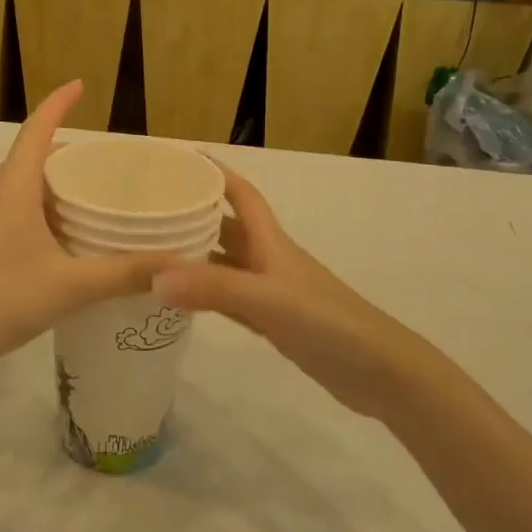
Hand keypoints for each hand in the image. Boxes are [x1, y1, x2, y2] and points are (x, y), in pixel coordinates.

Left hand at [0, 81, 182, 380]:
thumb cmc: (2, 299)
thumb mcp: (71, 286)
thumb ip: (125, 273)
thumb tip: (177, 264)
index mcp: (13, 188)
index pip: (37, 129)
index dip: (58, 103)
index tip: (80, 85)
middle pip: (31, 156)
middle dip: (66, 150)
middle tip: (105, 160)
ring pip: (22, 185)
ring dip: (53, 182)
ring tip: (91, 194)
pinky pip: (15, 209)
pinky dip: (42, 208)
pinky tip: (63, 236)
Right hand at [152, 164, 417, 420]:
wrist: (380, 372)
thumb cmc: (328, 322)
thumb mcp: (268, 300)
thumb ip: (214, 287)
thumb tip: (154, 275)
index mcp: (270, 242)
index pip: (240, 194)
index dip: (215, 172)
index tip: (180, 159)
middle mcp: (268, 259)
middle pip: (226, 226)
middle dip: (194, 212)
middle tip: (151, 209)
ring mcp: (272, 292)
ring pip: (225, 263)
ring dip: (196, 254)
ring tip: (154, 250)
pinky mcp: (274, 323)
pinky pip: (229, 299)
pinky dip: (205, 294)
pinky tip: (181, 298)